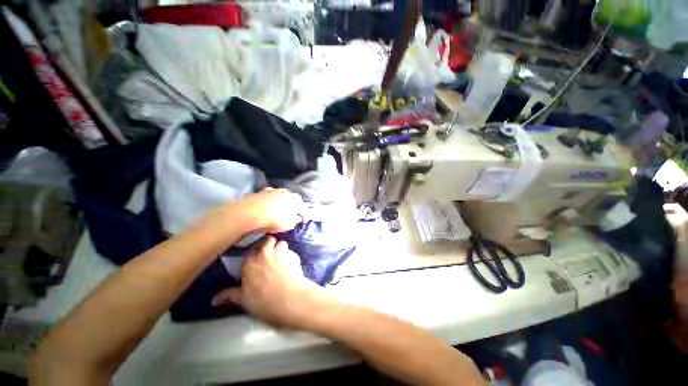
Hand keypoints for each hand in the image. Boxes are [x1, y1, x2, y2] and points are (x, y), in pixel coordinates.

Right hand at [211, 237, 332, 328]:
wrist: (288, 298)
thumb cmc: (262, 300)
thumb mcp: (243, 299)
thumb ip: (229, 295)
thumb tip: (214, 300)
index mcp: (250, 261)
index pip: (251, 251)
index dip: (255, 256)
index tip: (257, 262)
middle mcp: (266, 253)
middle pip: (269, 241)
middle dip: (270, 246)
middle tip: (270, 257)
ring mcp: (282, 252)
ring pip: (282, 243)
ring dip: (281, 249)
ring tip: (282, 260)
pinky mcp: (295, 256)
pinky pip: (292, 253)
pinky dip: (291, 257)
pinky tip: (291, 266)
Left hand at [235, 188, 305, 232]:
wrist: (252, 211)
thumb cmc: (275, 219)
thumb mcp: (289, 225)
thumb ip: (295, 221)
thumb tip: (297, 218)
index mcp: (297, 200)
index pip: (304, 209)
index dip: (304, 216)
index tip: (302, 222)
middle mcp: (288, 192)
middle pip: (293, 200)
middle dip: (293, 207)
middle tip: (291, 215)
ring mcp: (275, 190)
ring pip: (282, 197)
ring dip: (282, 202)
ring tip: (279, 211)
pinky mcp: (263, 191)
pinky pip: (270, 197)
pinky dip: (271, 201)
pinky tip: (268, 206)